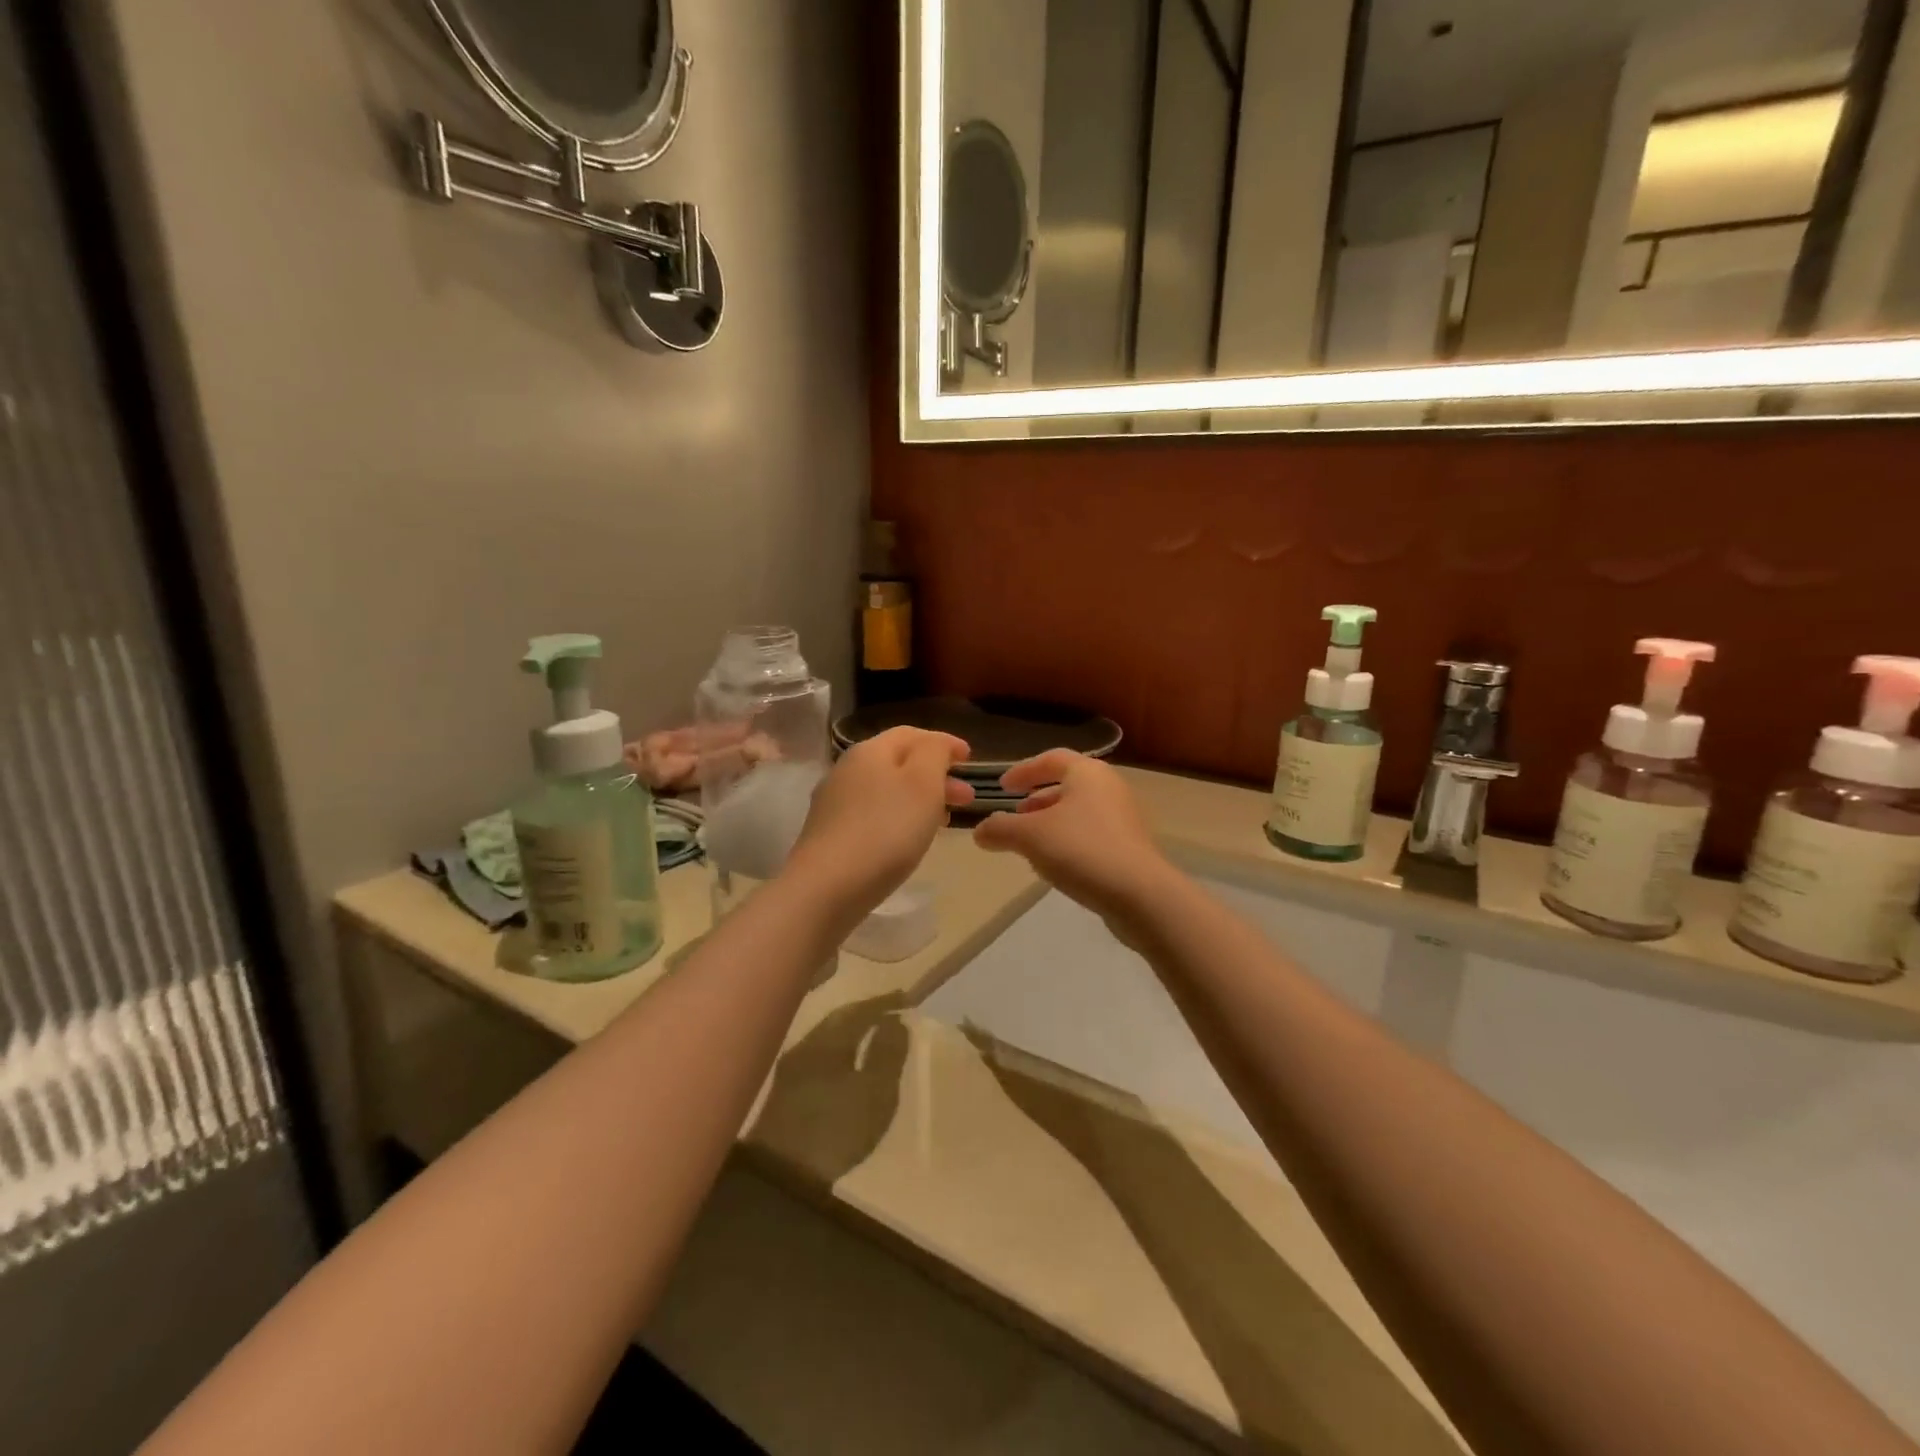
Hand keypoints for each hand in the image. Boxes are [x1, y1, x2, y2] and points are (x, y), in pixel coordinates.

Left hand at [785, 728, 973, 914]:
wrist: (827, 888)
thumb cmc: (886, 830)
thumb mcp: (923, 782)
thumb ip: (935, 753)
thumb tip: (936, 743)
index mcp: (869, 750)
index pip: (911, 734)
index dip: (943, 743)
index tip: (970, 759)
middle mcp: (846, 769)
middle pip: (897, 762)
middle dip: (935, 775)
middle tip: (966, 798)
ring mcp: (833, 803)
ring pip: (885, 790)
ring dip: (918, 798)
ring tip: (943, 820)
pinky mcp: (827, 835)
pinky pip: (872, 814)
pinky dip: (898, 817)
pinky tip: (908, 839)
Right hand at [973, 752, 1174, 925]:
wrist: (1140, 895)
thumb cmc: (1081, 850)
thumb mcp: (1029, 837)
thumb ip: (1000, 829)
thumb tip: (980, 831)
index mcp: (1087, 773)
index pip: (1051, 759)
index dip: (1023, 770)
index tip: (1002, 786)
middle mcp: (1109, 787)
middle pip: (1068, 784)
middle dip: (1038, 798)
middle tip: (1015, 814)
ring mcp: (1124, 817)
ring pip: (1080, 810)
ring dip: (1052, 821)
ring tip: (1030, 842)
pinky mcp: (1130, 846)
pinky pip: (1092, 833)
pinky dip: (1069, 839)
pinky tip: (1055, 864)